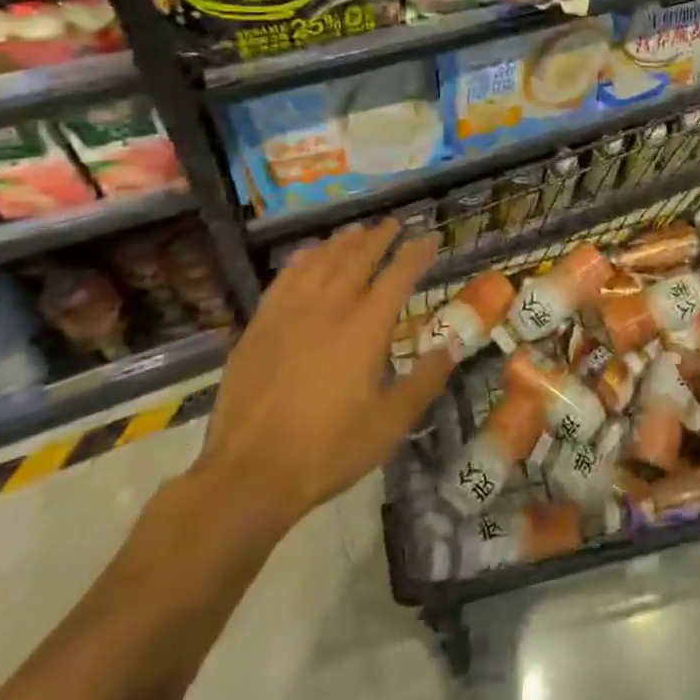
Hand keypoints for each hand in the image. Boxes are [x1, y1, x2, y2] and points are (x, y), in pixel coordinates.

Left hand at [192, 220, 451, 536]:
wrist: (248, 476)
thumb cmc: (329, 449)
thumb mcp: (391, 422)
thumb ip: (425, 380)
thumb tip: (451, 346)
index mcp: (366, 327)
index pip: (398, 275)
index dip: (417, 253)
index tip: (430, 238)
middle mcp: (329, 308)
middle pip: (357, 258)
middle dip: (379, 238)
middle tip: (393, 224)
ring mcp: (289, 315)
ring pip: (320, 262)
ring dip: (342, 243)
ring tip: (356, 231)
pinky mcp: (258, 328)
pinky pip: (284, 280)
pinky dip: (301, 261)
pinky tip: (308, 256)